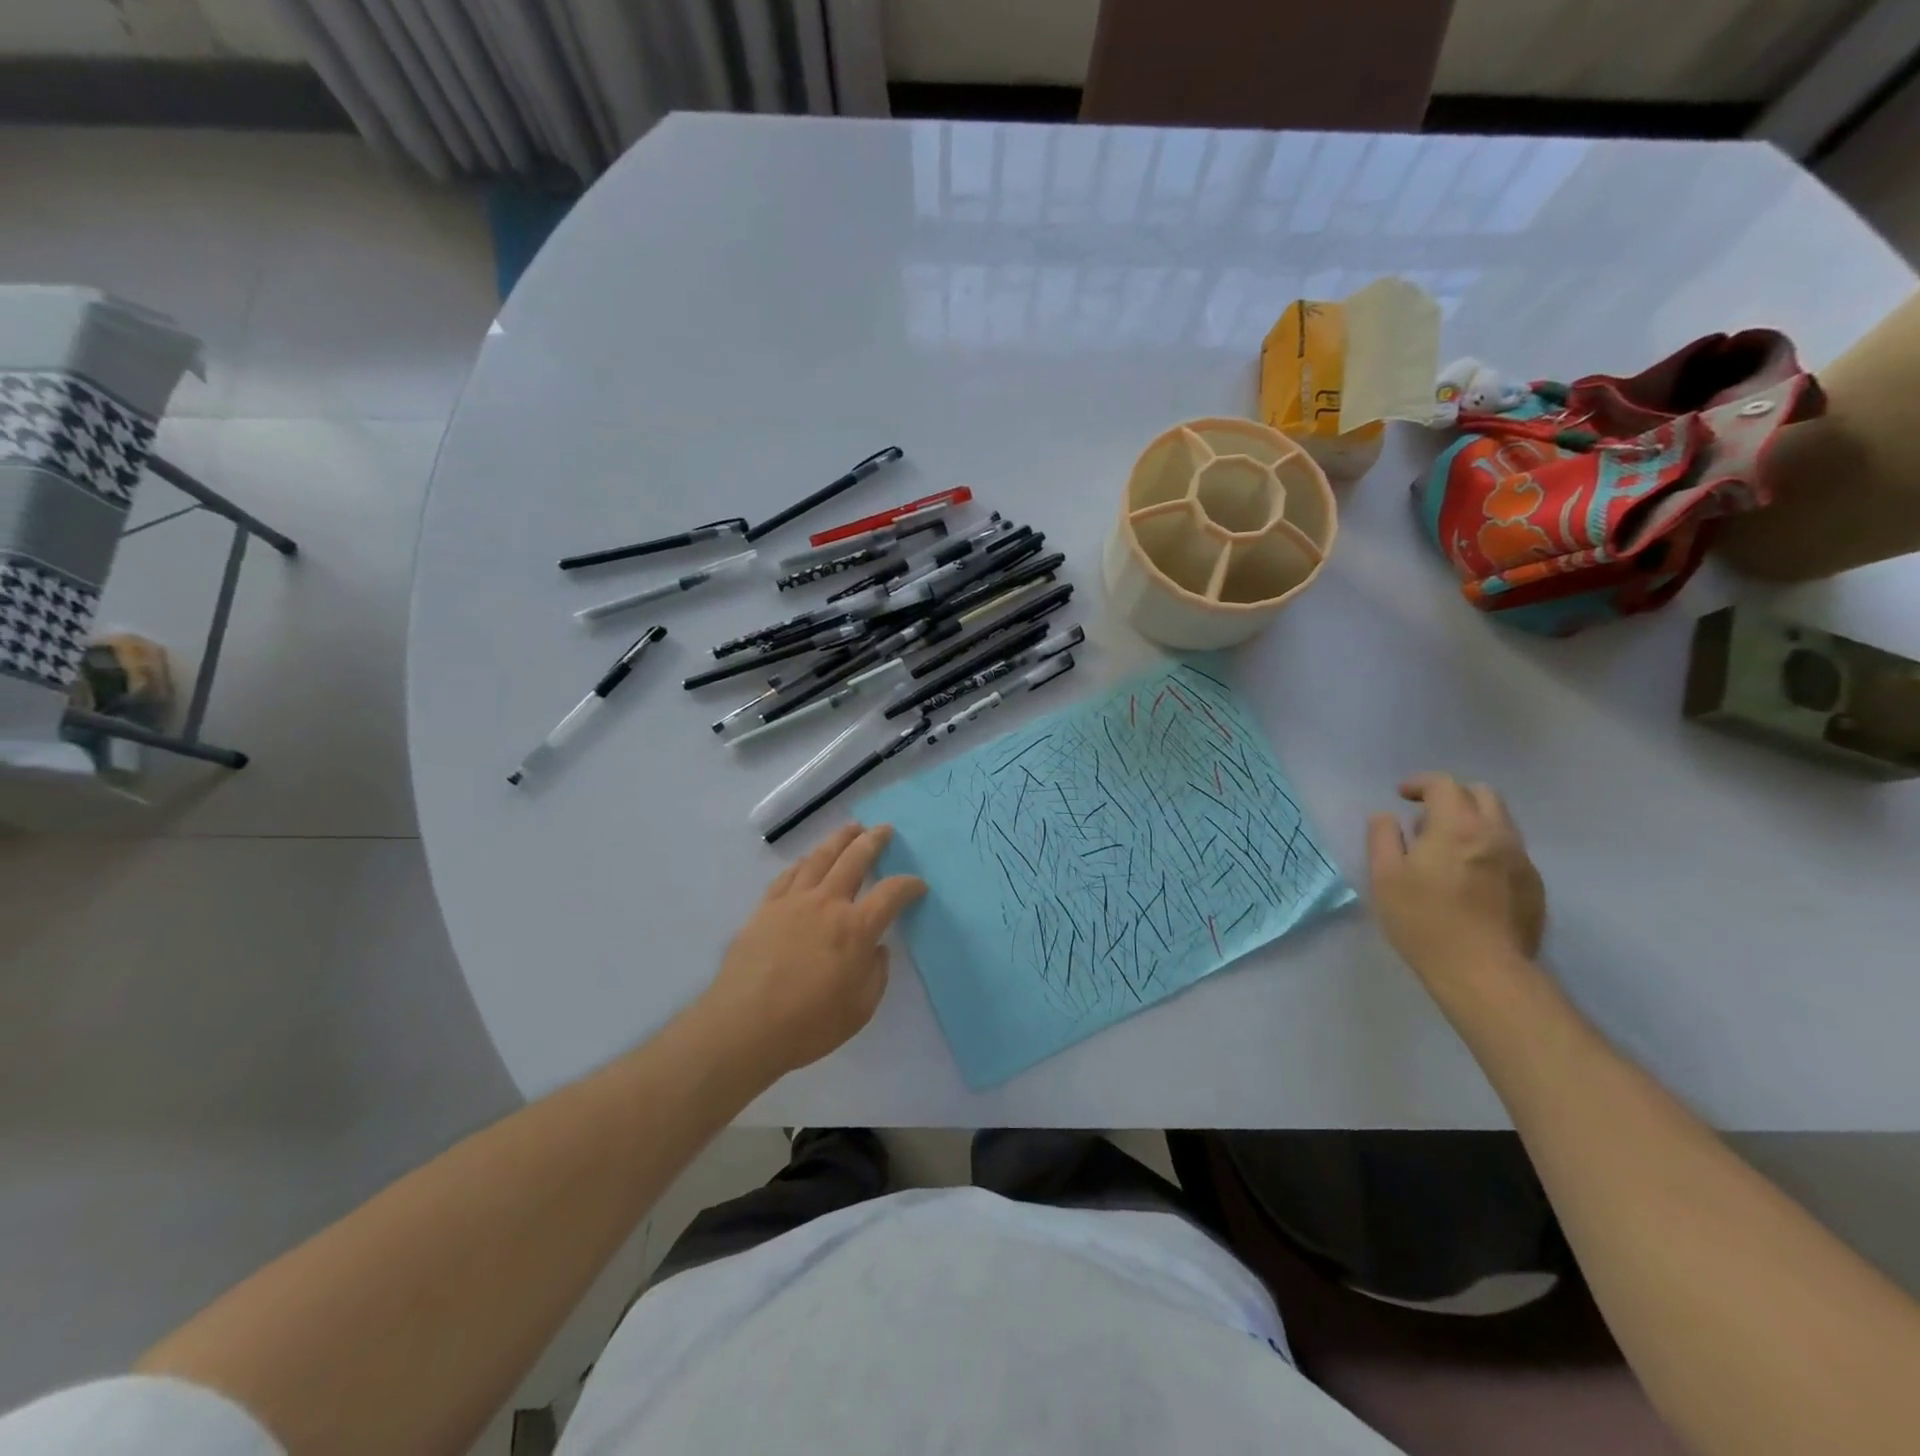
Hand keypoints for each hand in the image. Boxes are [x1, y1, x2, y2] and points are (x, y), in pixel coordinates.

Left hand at [700, 824, 926, 1079]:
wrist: (743, 1026)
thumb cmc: (808, 1024)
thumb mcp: (860, 1009)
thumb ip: (875, 974)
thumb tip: (877, 950)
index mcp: (856, 928)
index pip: (891, 894)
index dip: (909, 885)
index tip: (918, 885)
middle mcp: (827, 904)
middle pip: (854, 859)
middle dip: (873, 841)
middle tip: (884, 829)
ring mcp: (793, 902)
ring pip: (820, 858)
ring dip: (839, 840)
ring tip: (851, 828)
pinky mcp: (765, 909)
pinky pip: (788, 876)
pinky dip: (803, 863)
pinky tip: (808, 861)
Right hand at [1367, 774, 1545, 992]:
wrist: (1483, 971)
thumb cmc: (1423, 919)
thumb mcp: (1384, 876)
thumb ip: (1383, 837)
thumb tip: (1386, 816)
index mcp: (1457, 826)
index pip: (1444, 784)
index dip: (1420, 783)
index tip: (1401, 796)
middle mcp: (1496, 834)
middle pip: (1482, 794)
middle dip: (1452, 797)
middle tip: (1426, 819)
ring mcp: (1521, 860)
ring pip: (1500, 822)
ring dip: (1472, 822)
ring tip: (1446, 849)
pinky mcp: (1534, 886)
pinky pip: (1510, 851)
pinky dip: (1487, 849)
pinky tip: (1469, 878)